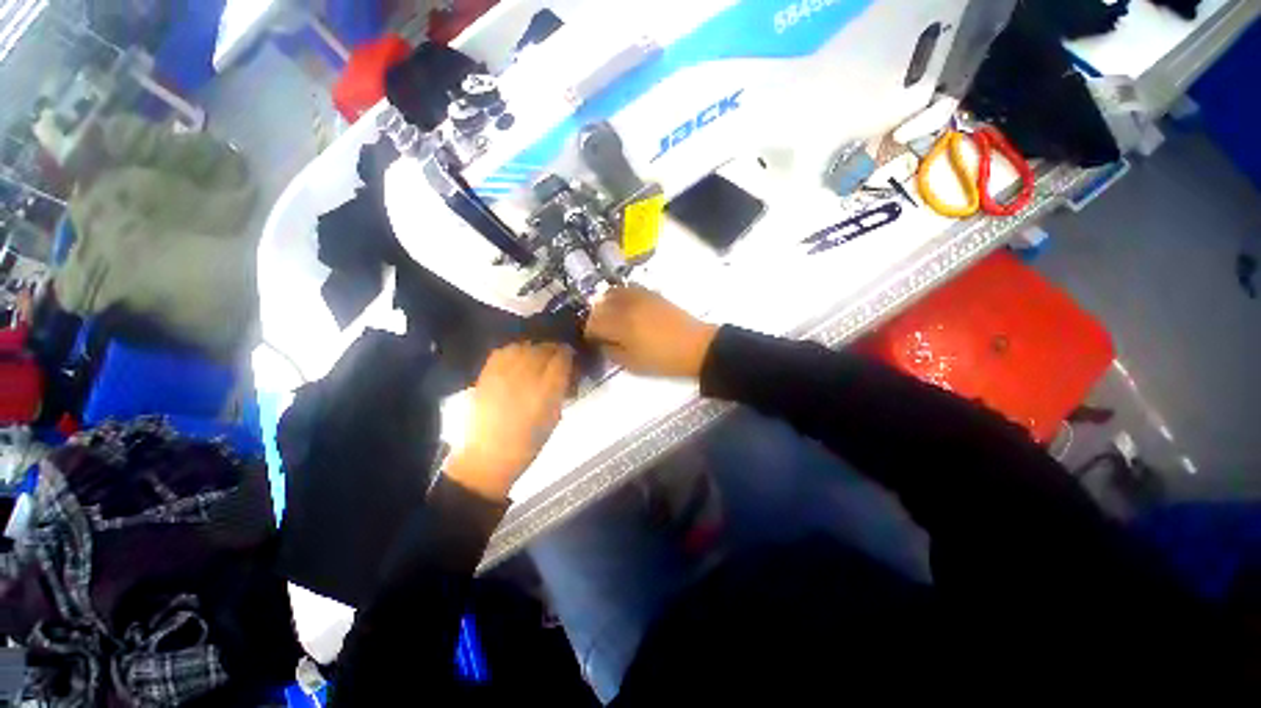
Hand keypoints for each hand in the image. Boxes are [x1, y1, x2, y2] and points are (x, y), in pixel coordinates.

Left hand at [447, 343, 573, 500]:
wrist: (488, 457)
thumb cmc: (528, 442)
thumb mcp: (554, 416)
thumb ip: (561, 389)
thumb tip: (566, 371)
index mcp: (547, 391)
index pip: (562, 358)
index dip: (568, 354)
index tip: (571, 358)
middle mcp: (526, 377)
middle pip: (543, 348)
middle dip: (553, 350)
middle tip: (556, 357)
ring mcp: (503, 374)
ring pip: (524, 346)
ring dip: (534, 348)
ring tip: (537, 356)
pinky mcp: (486, 374)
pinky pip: (503, 352)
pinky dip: (514, 350)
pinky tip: (517, 358)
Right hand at [585, 286, 717, 378]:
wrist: (696, 347)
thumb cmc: (663, 360)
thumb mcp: (633, 364)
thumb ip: (612, 352)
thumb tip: (601, 342)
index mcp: (620, 325)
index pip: (592, 323)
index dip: (590, 333)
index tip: (594, 341)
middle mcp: (626, 306)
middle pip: (599, 306)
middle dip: (596, 318)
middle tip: (601, 330)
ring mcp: (639, 296)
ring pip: (611, 293)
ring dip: (606, 304)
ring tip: (611, 317)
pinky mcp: (651, 292)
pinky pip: (628, 288)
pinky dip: (621, 295)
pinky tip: (625, 306)